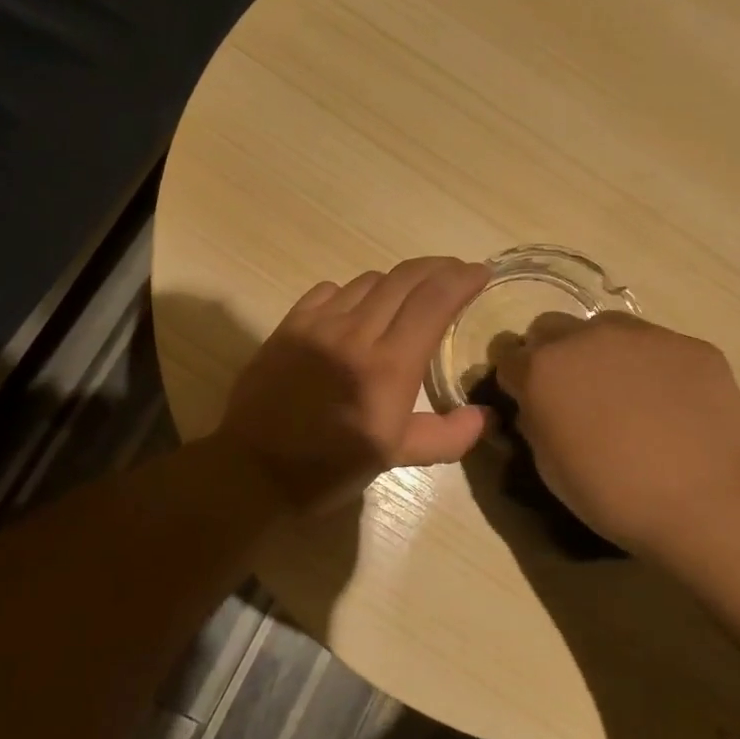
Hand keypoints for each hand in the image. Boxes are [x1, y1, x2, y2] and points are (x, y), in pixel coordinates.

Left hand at [217, 257, 491, 511]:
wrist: (254, 469)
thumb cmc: (329, 468)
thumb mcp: (395, 458)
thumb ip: (447, 436)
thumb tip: (485, 416)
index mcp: (389, 366)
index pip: (434, 301)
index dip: (462, 279)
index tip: (480, 272)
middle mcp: (356, 333)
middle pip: (405, 279)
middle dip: (438, 268)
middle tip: (455, 272)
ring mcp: (318, 324)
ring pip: (369, 281)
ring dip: (398, 281)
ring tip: (410, 294)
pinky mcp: (290, 325)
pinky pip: (330, 290)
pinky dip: (354, 291)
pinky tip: (357, 308)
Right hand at [493, 311, 739, 555]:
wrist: (702, 501)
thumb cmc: (610, 493)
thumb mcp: (547, 465)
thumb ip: (534, 421)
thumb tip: (536, 405)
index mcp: (541, 369)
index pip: (506, 352)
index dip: (513, 375)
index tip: (525, 396)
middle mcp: (585, 337)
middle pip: (549, 327)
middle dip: (551, 353)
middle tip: (572, 392)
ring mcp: (641, 334)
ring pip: (604, 327)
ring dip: (600, 351)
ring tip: (625, 393)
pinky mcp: (688, 344)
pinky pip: (656, 345)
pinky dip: (652, 366)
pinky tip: (670, 403)